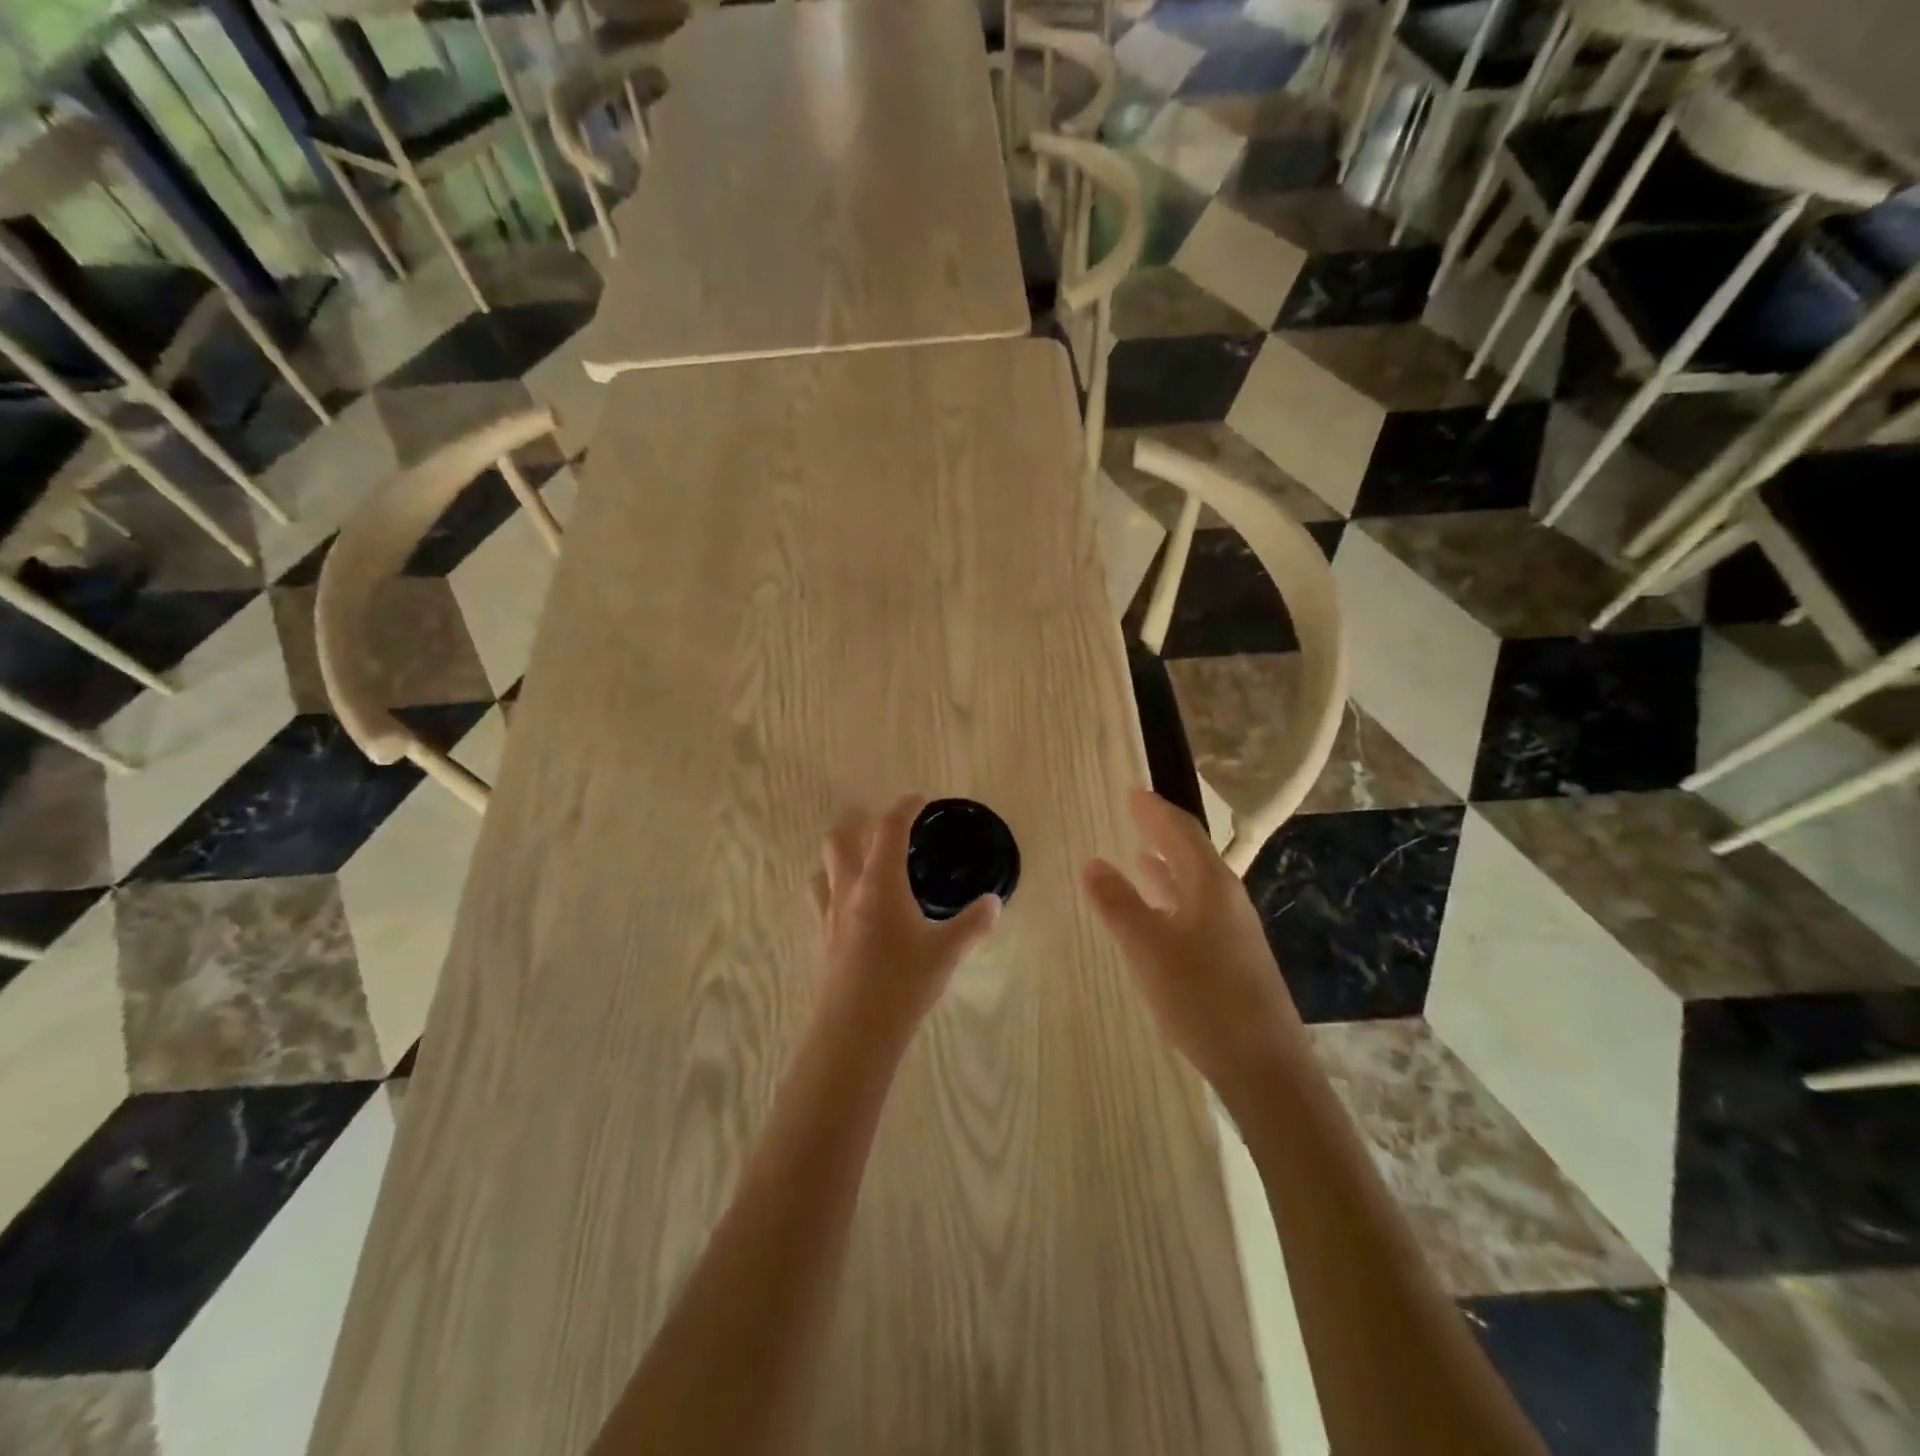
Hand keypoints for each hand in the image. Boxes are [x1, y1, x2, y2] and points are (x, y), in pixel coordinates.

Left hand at [813, 797, 1000, 1041]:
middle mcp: (850, 889)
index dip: (904, 808)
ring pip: (824, 866)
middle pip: (840, 838)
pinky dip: (832, 886)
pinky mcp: (821, 937)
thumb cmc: (902, 982)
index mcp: (880, 882)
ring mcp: (829, 913)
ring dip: (840, 854)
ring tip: (860, 859)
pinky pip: (820, 897)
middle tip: (878, 824)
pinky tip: (848, 905)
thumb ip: (972, 924)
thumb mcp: (946, 952)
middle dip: (857, 822)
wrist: (854, 1030)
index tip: (918, 800)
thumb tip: (994, 903)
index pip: (889, 830)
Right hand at [1084, 788, 1306, 1106]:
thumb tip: (1092, 862)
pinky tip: (1159, 915)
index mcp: (1210, 885)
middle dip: (1163, 833)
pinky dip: (1173, 900)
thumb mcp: (1148, 948)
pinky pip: (1196, 911)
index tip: (1133, 792)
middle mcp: (1227, 900)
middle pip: (1193, 853)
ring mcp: (1234, 931)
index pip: (1181, 832)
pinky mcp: (1234, 959)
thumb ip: (1118, 903)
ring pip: (1195, 885)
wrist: (1264, 1067)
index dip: (1154, 811)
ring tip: (1141, 857)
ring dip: (1167, 868)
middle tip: (1136, 815)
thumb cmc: (1202, 998)